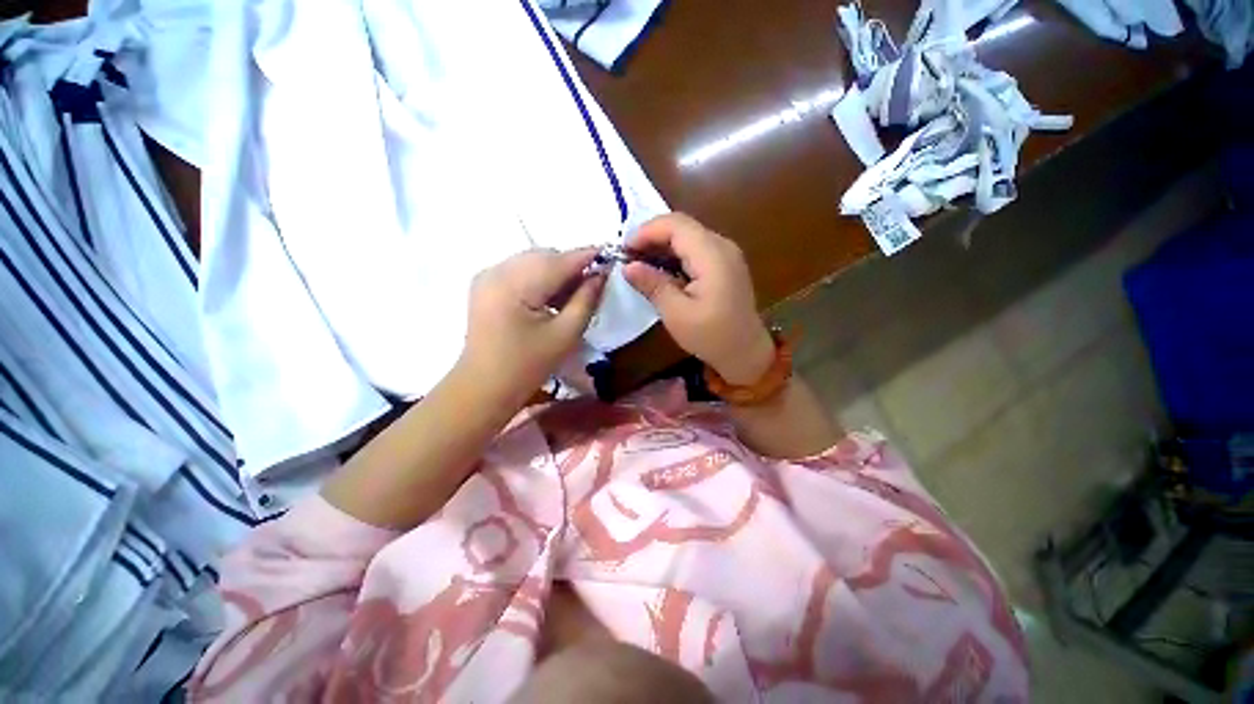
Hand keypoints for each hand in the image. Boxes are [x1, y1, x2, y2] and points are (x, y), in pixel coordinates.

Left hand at [460, 248, 605, 404]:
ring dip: (556, 273)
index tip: (612, 261)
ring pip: (533, 261)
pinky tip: (548, 300)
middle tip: (590, 289)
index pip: (561, 259)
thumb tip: (601, 275)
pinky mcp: (485, 284)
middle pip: (546, 256)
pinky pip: (520, 270)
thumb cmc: (527, 366)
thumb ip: (586, 300)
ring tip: (569, 299)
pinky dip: (539, 279)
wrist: (484, 387)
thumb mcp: (565, 335)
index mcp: (515, 284)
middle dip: (571, 267)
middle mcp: (497, 270)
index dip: (589, 257)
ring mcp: (488, 275)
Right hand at [623, 213, 773, 384]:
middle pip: (682, 226)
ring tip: (640, 264)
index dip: (646, 231)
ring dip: (662, 246)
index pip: (676, 225)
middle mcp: (722, 246)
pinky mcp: (725, 264)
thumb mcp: (677, 314)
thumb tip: (627, 266)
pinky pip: (696, 248)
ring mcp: (726, 253)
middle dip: (652, 237)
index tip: (624, 250)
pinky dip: (675, 255)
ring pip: (688, 236)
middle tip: (628, 258)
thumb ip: (653, 285)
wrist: (745, 352)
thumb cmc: (711, 336)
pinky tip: (661, 271)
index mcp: (712, 255)